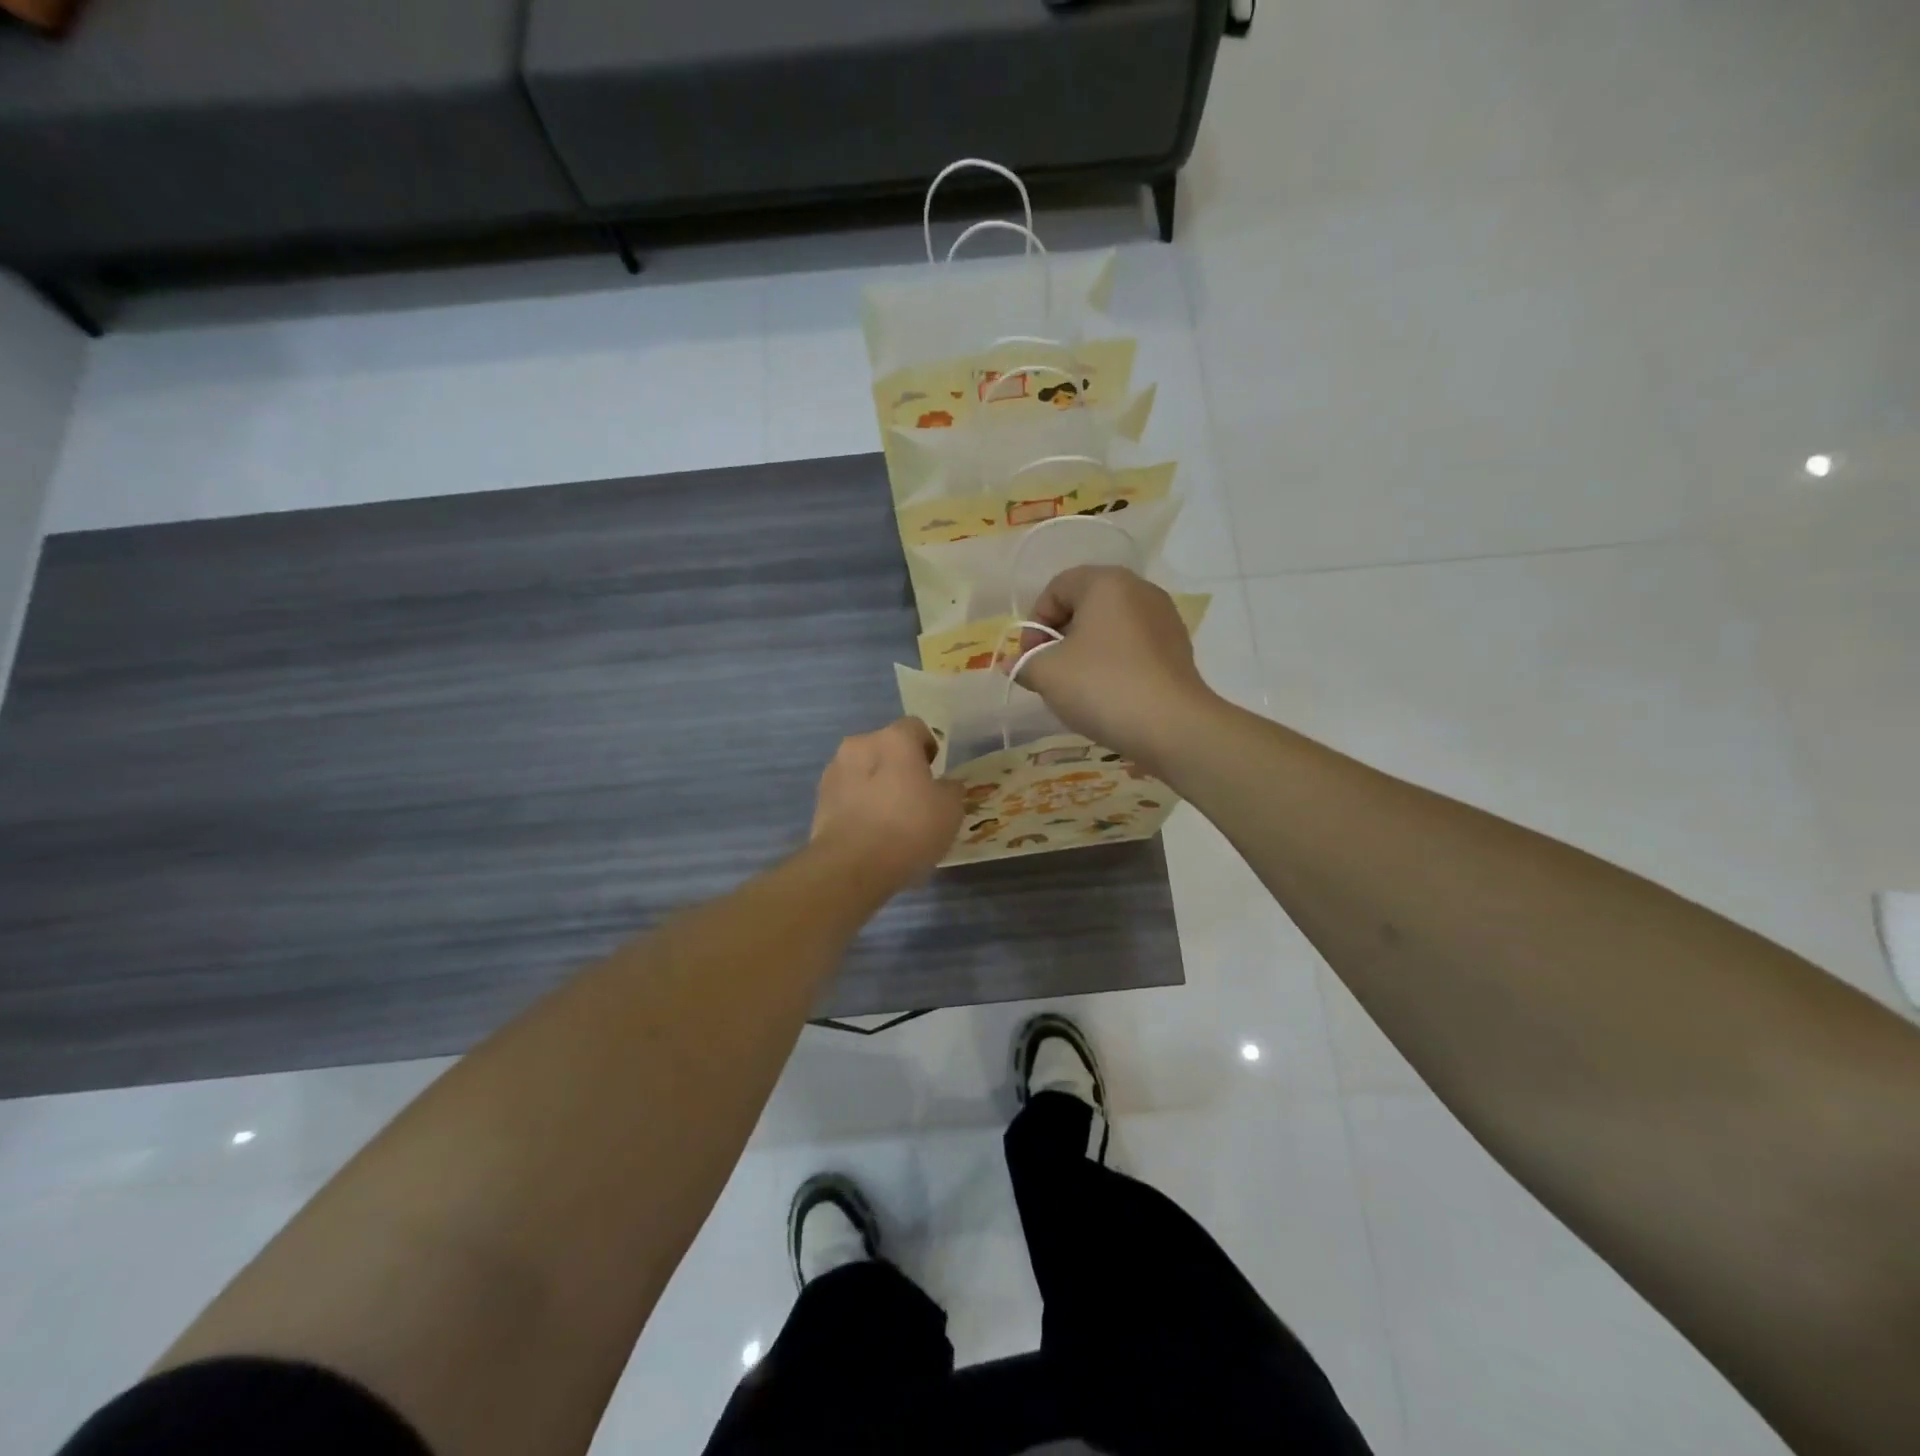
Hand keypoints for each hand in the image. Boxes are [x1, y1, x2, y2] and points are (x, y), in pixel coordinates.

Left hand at [811, 718, 964, 887]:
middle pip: (886, 748)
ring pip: (863, 770)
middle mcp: (860, 745)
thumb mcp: (951, 810)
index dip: (929, 748)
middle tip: (914, 798)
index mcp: (894, 739)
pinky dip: (859, 805)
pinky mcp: (819, 800)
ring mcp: (834, 772)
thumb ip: (951, 789)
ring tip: (890, 820)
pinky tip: (870, 833)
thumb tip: (945, 785)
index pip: (916, 727)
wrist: (852, 866)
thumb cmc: (910, 828)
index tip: (935, 774)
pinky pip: (848, 795)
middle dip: (899, 766)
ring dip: (876, 785)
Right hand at [1013, 567, 1219, 771]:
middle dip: (1059, 637)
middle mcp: (1140, 590)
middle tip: (1048, 673)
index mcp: (1107, 582)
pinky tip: (1107, 694)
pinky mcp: (1178, 648)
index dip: (1034, 623)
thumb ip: (1025, 664)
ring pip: (1109, 627)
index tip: (1029, 659)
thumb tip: (1014, 665)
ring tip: (1076, 687)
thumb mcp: (1047, 674)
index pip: (1056, 588)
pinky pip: (1133, 646)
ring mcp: (1164, 618)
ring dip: (1085, 652)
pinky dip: (1113, 663)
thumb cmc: (1101, 686)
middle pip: (1085, 605)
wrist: (1172, 726)